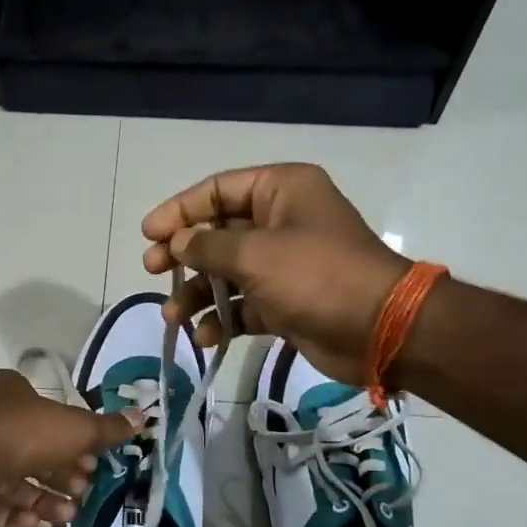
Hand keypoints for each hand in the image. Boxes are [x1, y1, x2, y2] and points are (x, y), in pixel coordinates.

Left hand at [0, 369, 138, 526]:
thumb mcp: (74, 427)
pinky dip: (17, 517)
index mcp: (12, 396)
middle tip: (85, 489)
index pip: (51, 417)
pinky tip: (34, 523)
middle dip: (65, 474)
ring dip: (47, 500)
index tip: (97, 461)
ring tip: (69, 513)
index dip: (76, 440)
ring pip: (18, 485)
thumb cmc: (20, 433)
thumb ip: (106, 428)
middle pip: (38, 454)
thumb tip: (142, 417)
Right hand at [142, 163, 409, 385]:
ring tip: (173, 317)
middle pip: (217, 232)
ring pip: (225, 273)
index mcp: (280, 191)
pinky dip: (222, 319)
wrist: (378, 329)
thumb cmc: (315, 276)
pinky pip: (242, 306)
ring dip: (196, 294)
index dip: (178, 210)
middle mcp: (280, 221)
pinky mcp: (285, 303)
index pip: (216, 190)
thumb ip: (206, 246)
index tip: (148, 235)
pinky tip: (205, 336)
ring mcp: (283, 265)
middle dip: (182, 255)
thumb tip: (176, 242)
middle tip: (151, 271)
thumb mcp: (254, 254)